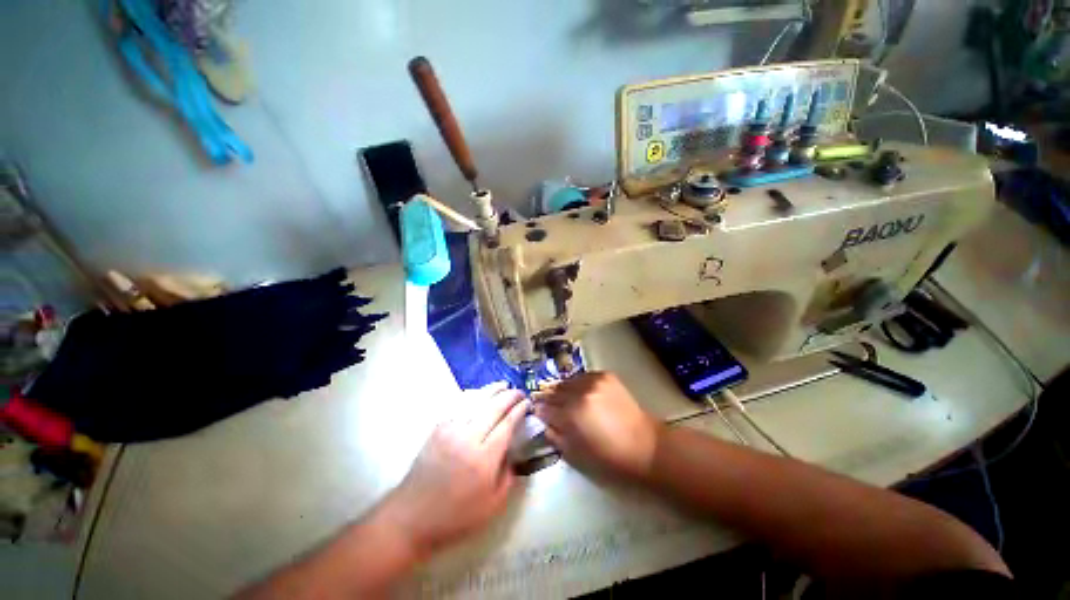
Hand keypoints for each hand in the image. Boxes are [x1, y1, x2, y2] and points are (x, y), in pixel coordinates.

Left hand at [378, 383, 527, 557]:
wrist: (412, 517)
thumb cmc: (456, 517)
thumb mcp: (493, 506)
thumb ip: (509, 476)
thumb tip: (513, 451)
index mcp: (484, 458)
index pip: (507, 424)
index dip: (519, 410)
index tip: (527, 403)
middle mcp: (468, 438)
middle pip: (494, 407)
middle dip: (510, 396)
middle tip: (520, 392)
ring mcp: (451, 430)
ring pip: (476, 400)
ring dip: (492, 390)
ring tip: (504, 385)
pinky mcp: (438, 428)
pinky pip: (459, 405)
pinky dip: (474, 395)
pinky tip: (481, 394)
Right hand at [534, 372, 661, 481]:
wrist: (645, 445)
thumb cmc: (609, 457)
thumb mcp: (576, 454)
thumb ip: (555, 436)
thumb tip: (544, 423)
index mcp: (571, 414)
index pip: (545, 407)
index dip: (539, 411)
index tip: (538, 413)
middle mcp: (580, 392)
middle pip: (554, 391)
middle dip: (549, 399)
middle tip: (550, 406)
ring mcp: (593, 381)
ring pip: (568, 381)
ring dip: (563, 390)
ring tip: (565, 398)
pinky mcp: (605, 375)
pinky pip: (583, 376)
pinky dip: (578, 384)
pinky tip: (582, 392)